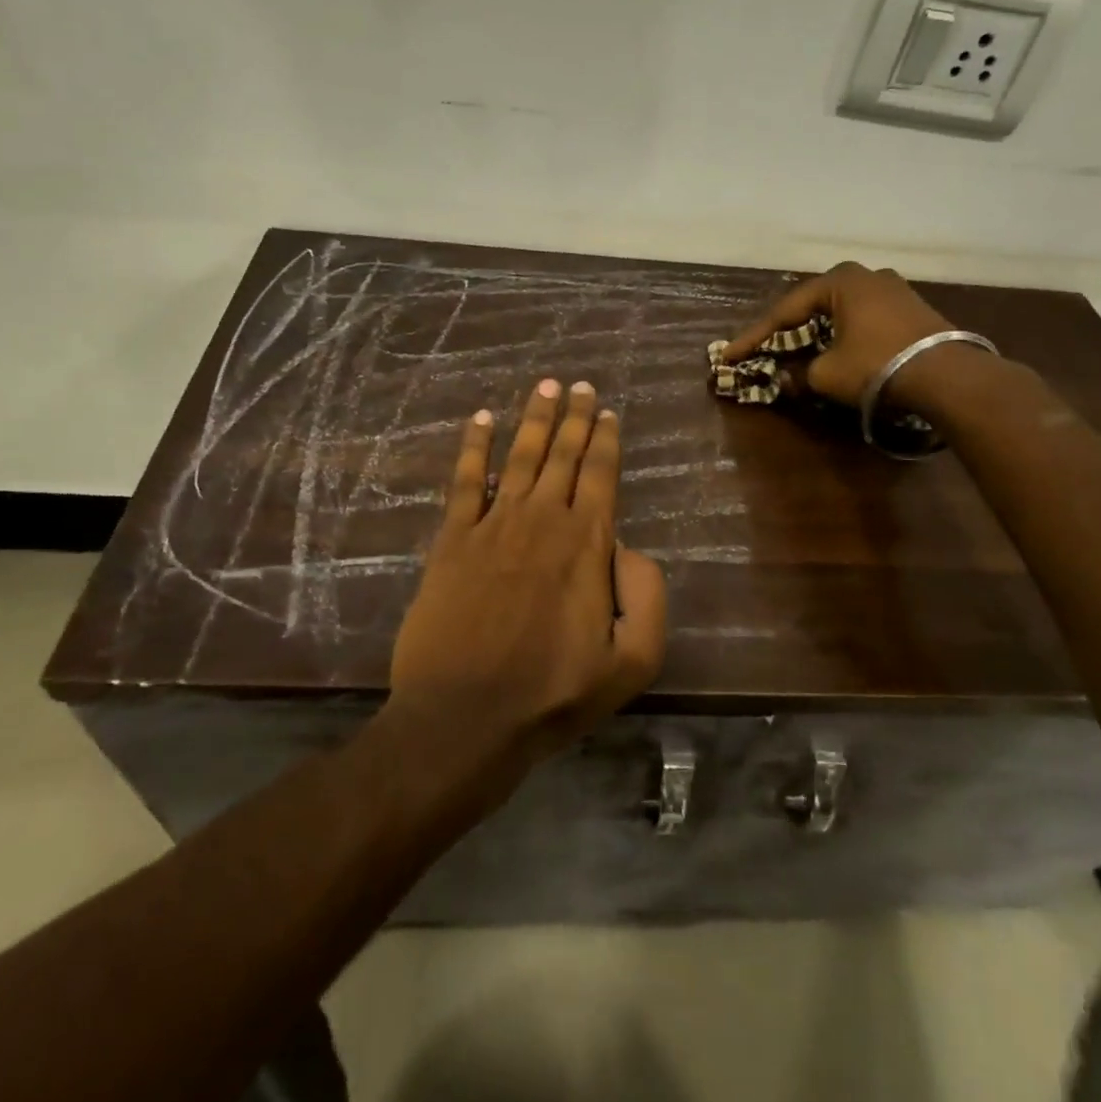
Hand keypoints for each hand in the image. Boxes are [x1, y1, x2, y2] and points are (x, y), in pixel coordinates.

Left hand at [388, 378, 667, 771]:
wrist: (464, 717)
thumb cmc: (553, 693)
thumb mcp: (632, 661)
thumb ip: (647, 595)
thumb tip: (630, 548)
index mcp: (587, 543)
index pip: (600, 474)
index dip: (605, 440)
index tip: (608, 412)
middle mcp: (542, 519)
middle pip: (563, 454)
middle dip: (574, 416)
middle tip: (580, 384)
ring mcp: (493, 525)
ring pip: (520, 455)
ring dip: (534, 418)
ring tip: (544, 386)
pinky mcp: (452, 540)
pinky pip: (465, 481)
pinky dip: (474, 447)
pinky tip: (480, 420)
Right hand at [721, 262, 952, 405]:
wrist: (947, 375)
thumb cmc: (876, 365)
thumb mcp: (826, 375)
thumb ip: (798, 375)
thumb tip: (784, 381)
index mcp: (839, 281)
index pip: (785, 311)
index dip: (754, 337)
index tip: (730, 355)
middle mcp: (866, 275)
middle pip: (813, 306)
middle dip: (786, 330)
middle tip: (763, 348)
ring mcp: (894, 289)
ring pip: (840, 312)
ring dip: (817, 332)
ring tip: (797, 351)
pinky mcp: (912, 308)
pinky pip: (864, 319)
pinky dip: (844, 335)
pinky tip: (837, 351)